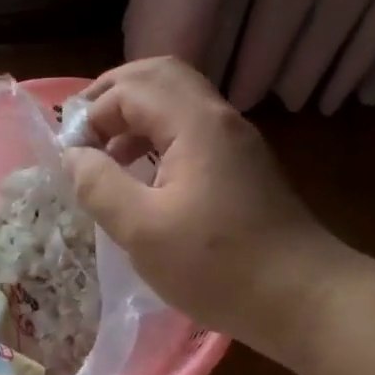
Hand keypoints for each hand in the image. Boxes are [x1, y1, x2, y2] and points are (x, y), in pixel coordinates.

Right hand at [67, 58, 342, 351]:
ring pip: (177, 100)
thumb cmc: (218, 267)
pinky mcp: (243, 165)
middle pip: (158, 75)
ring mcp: (236, 140)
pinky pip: (192, 128)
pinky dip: (158, 136)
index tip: (71, 158)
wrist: (303, 298)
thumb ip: (99, 186)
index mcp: (195, 124)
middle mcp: (218, 118)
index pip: (129, 89)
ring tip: (105, 154)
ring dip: (135, 115)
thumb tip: (74, 156)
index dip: (91, 114)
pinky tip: (142, 176)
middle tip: (81, 131)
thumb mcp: (143, 231)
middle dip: (112, 95)